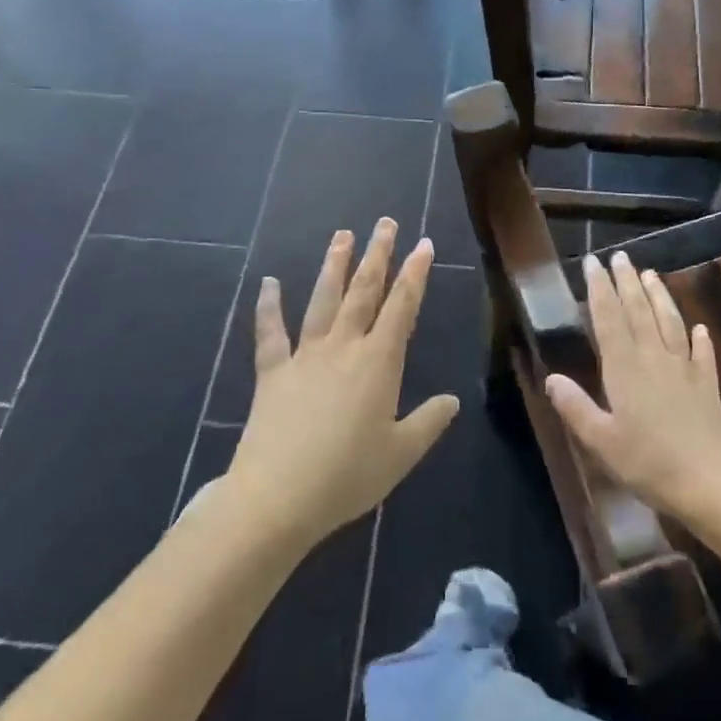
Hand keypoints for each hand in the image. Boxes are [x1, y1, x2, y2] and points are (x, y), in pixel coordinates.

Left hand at [227, 219, 458, 546]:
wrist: (277, 498)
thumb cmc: (347, 476)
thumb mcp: (400, 454)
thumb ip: (428, 422)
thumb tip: (452, 401)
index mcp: (379, 362)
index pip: (402, 307)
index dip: (415, 273)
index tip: (424, 244)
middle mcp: (343, 347)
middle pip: (363, 291)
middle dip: (377, 254)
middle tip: (385, 223)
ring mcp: (305, 356)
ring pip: (323, 300)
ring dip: (334, 266)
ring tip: (342, 235)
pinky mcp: (272, 372)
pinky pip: (270, 333)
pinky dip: (268, 307)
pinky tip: (268, 283)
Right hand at [545, 250, 720, 521]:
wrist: (709, 482)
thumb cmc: (648, 463)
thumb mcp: (601, 440)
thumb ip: (575, 407)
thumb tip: (551, 378)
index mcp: (624, 368)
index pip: (608, 318)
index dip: (599, 289)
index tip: (592, 263)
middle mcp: (653, 358)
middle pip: (639, 310)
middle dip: (627, 281)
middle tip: (620, 256)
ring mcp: (684, 368)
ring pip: (670, 322)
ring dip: (659, 296)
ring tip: (651, 274)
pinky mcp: (707, 385)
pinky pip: (703, 354)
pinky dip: (700, 338)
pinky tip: (700, 328)